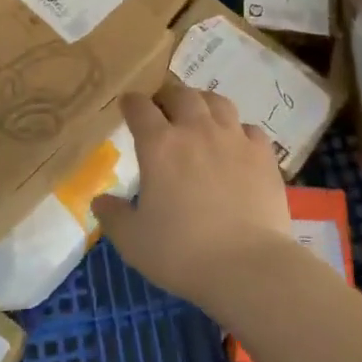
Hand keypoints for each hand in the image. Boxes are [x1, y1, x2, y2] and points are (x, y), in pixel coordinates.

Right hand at [90, 80, 294, 313]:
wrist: (247, 267)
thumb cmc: (182, 253)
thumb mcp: (133, 241)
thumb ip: (113, 216)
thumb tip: (99, 202)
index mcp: (159, 145)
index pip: (140, 107)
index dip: (131, 103)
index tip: (127, 105)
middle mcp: (196, 130)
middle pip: (180, 94)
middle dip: (167, 96)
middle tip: (162, 108)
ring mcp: (233, 138)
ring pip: (217, 101)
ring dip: (203, 102)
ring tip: (199, 114)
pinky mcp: (263, 154)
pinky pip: (249, 128)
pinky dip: (238, 130)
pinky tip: (236, 143)